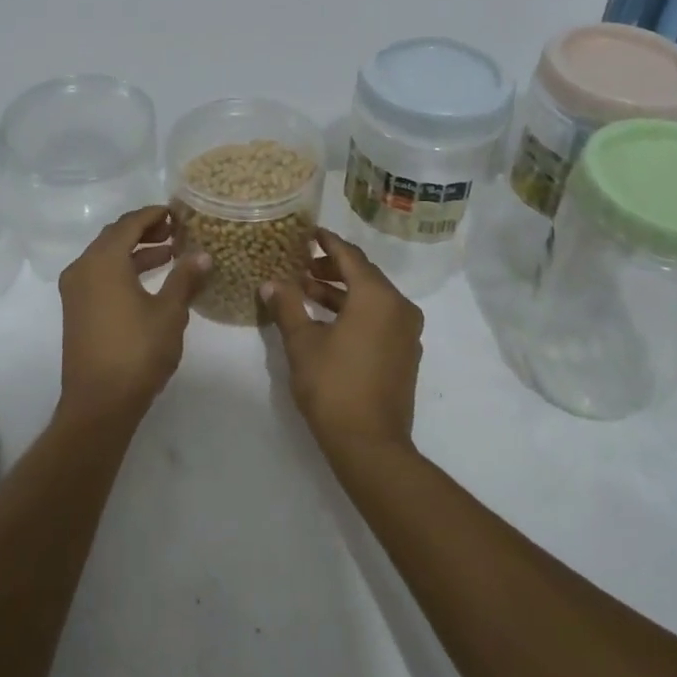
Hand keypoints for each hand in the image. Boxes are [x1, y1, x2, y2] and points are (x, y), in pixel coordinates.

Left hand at [57, 206, 209, 425]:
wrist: (99, 403)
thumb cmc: (137, 351)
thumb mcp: (169, 312)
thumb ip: (185, 278)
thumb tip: (202, 255)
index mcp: (103, 261)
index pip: (128, 223)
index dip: (153, 214)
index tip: (176, 212)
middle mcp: (83, 268)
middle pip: (114, 236)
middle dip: (144, 231)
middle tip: (175, 231)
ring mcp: (75, 291)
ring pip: (106, 257)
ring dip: (135, 251)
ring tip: (169, 254)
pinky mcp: (76, 310)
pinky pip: (100, 275)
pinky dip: (123, 270)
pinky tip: (149, 281)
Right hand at [261, 229, 423, 453]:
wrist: (371, 445)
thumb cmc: (334, 386)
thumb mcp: (302, 343)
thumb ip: (287, 306)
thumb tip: (269, 283)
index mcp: (377, 296)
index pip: (350, 256)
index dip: (327, 242)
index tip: (309, 232)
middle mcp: (399, 307)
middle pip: (363, 274)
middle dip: (331, 268)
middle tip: (301, 264)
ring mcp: (407, 332)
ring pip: (371, 298)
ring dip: (340, 292)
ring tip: (306, 291)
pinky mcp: (405, 352)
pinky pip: (380, 317)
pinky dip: (355, 311)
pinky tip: (327, 319)